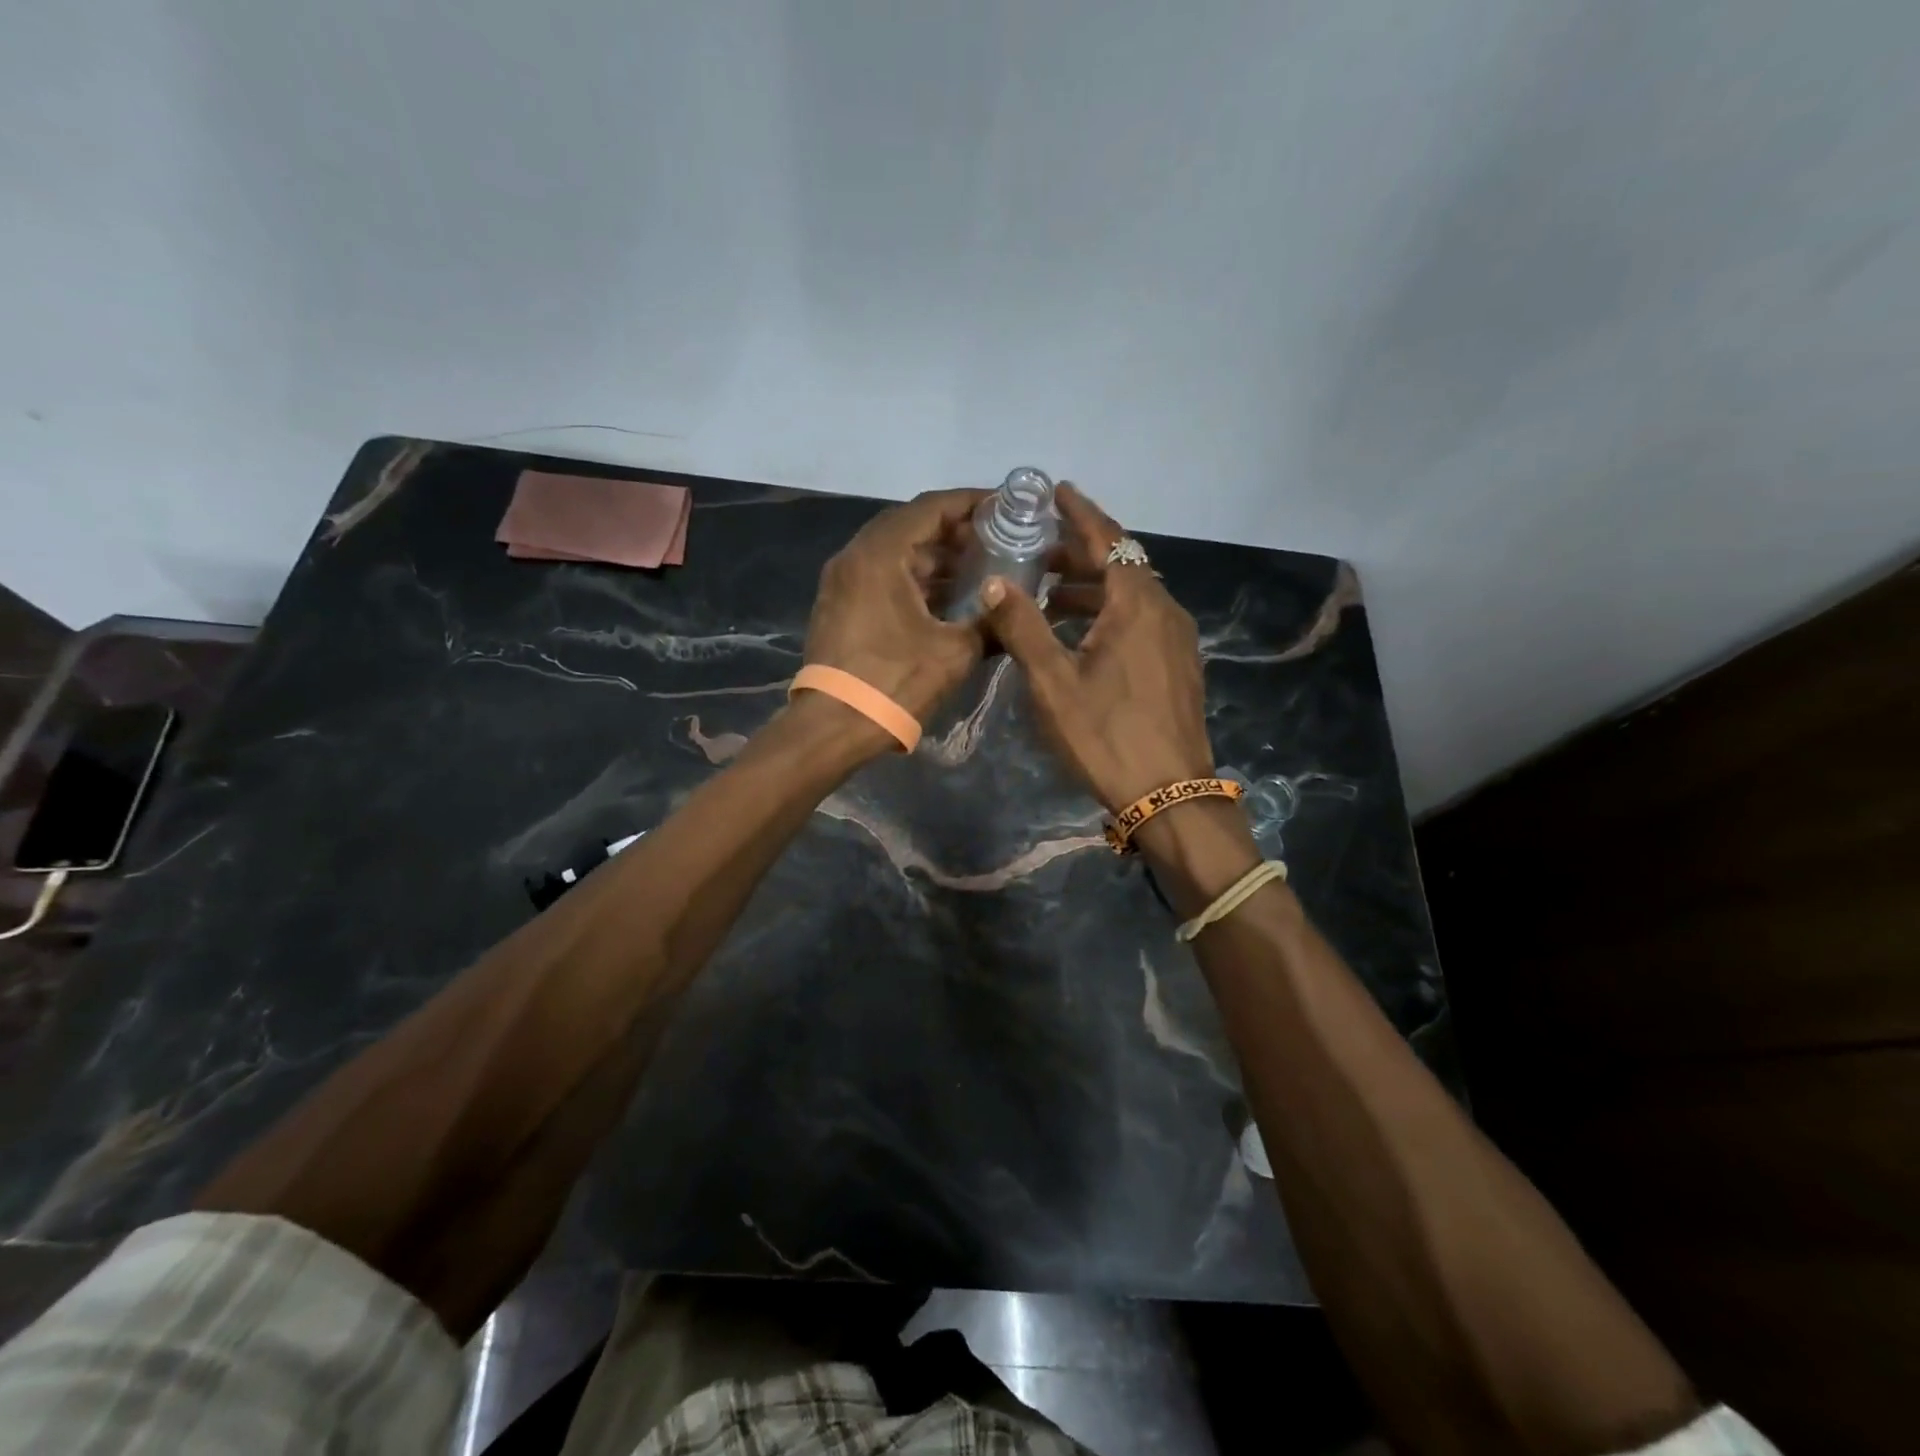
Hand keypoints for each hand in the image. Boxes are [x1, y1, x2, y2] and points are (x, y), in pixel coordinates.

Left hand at [803, 489, 989, 734]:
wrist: (834, 726)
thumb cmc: (895, 682)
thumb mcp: (955, 652)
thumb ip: (989, 623)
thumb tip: (1014, 613)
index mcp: (880, 554)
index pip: (930, 508)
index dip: (970, 503)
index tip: (1004, 507)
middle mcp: (855, 557)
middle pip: (911, 526)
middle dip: (956, 532)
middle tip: (997, 542)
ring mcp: (843, 582)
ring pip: (896, 554)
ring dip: (936, 559)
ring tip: (980, 571)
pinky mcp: (840, 606)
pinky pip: (883, 577)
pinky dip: (915, 580)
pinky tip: (949, 599)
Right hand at [980, 484, 1215, 810]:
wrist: (1169, 793)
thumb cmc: (1106, 735)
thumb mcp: (1053, 682)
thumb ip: (1022, 628)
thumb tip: (994, 584)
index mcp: (1136, 604)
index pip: (1107, 539)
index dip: (1080, 513)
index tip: (1056, 491)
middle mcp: (1164, 610)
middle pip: (1122, 564)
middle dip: (1080, 552)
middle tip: (1037, 549)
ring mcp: (1177, 639)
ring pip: (1131, 594)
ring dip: (1092, 587)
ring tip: (1049, 594)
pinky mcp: (1179, 664)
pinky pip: (1141, 619)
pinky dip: (1109, 612)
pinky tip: (1082, 634)